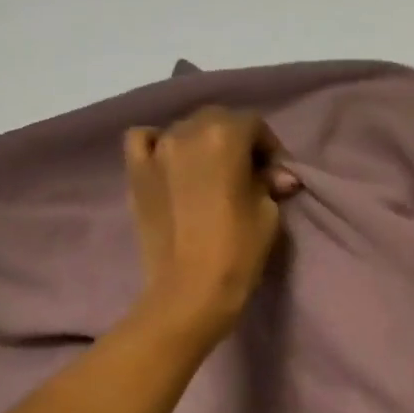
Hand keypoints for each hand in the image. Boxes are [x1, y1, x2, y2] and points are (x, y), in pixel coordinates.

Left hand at [124, 107, 300, 340]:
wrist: (190, 292)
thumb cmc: (238, 252)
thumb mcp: (268, 214)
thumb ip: (269, 184)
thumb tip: (278, 174)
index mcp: (224, 136)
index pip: (253, 124)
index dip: (269, 147)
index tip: (276, 174)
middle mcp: (185, 132)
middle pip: (216, 120)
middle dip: (236, 140)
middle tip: (248, 173)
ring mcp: (155, 150)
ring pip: (183, 129)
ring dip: (201, 143)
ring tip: (211, 173)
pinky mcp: (135, 173)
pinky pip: (143, 140)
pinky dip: (159, 144)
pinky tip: (170, 164)